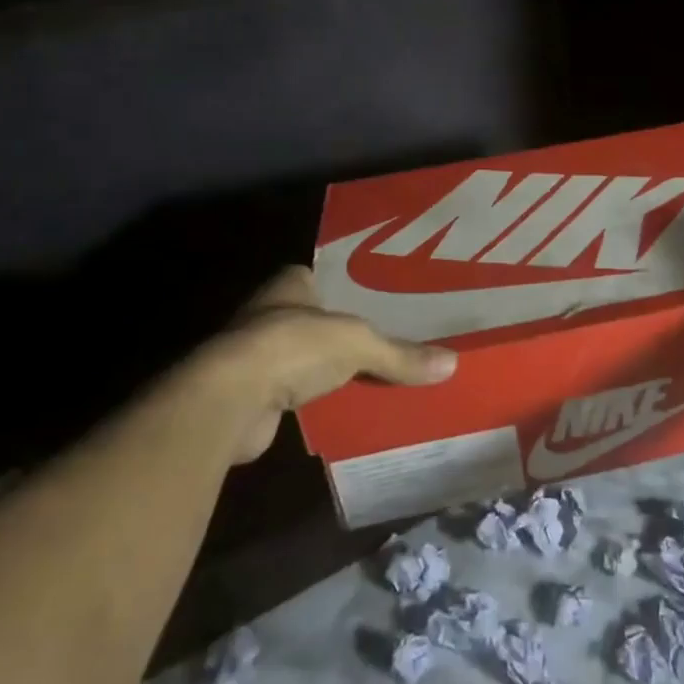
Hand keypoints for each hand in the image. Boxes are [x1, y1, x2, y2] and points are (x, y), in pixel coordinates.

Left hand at [204, 266, 455, 462]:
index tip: (382, 298)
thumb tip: (452, 363)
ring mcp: (257, 355)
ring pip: (306, 357)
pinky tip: (346, 407)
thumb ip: (400, 353)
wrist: (231, 400)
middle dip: (344, 331)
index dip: (351, 286)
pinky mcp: (254, 395)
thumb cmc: (293, 346)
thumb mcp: (359, 343)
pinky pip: (297, 392)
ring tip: (376, 373)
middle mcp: (270, 314)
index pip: (325, 277)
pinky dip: (317, 400)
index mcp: (290, 285)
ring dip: (329, 368)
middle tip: (389, 338)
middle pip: (317, 319)